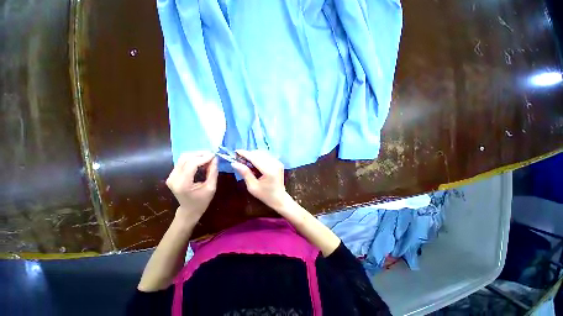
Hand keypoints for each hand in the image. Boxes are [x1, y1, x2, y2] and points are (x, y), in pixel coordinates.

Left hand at [166, 152, 217, 222]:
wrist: (189, 210)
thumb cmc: (202, 201)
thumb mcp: (211, 187)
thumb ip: (213, 172)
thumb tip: (215, 158)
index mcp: (183, 184)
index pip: (192, 164)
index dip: (204, 158)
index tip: (214, 155)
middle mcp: (173, 178)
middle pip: (185, 158)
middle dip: (200, 154)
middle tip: (212, 155)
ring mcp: (171, 176)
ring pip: (183, 158)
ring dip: (196, 155)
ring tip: (207, 158)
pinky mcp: (172, 174)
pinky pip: (182, 161)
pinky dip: (193, 159)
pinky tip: (201, 161)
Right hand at [231, 150, 289, 210]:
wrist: (279, 198)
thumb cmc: (265, 195)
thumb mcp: (252, 187)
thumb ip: (245, 173)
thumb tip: (234, 163)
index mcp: (269, 171)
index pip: (255, 158)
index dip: (245, 154)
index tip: (236, 152)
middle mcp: (275, 164)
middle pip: (259, 154)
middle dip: (249, 154)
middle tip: (240, 159)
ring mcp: (278, 162)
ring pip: (263, 153)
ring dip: (254, 155)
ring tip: (247, 161)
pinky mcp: (278, 163)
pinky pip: (267, 156)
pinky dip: (259, 157)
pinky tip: (255, 163)